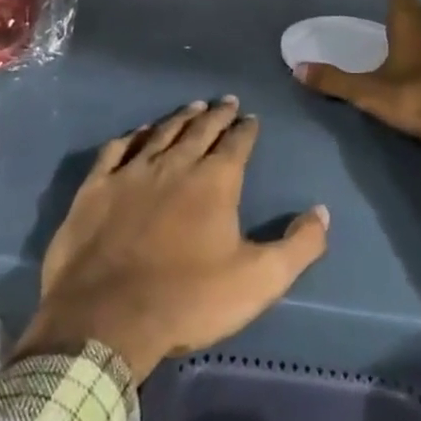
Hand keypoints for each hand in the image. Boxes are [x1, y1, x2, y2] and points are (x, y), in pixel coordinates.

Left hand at [15, 98, 328, 383]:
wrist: (106, 319)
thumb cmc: (187, 300)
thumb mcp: (258, 281)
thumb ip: (298, 246)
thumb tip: (323, 212)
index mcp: (215, 181)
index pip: (237, 143)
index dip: (246, 129)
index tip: (251, 117)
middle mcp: (176, 163)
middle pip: (200, 129)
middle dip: (217, 114)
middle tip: (226, 101)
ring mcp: (132, 172)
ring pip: (161, 132)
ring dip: (180, 118)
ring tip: (192, 106)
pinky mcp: (97, 188)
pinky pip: (116, 150)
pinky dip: (130, 137)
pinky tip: (137, 132)